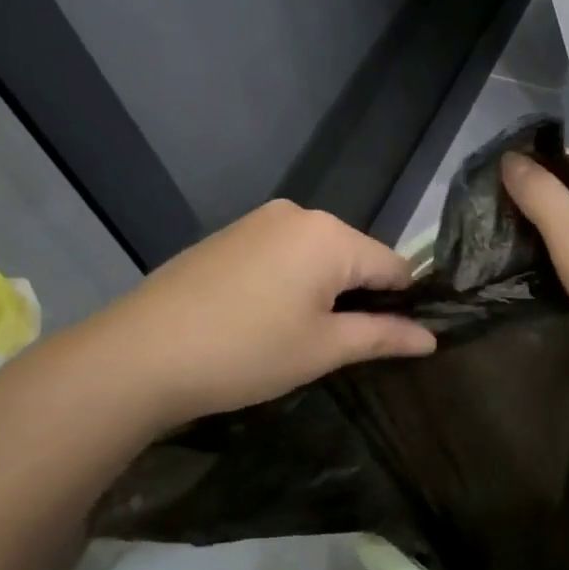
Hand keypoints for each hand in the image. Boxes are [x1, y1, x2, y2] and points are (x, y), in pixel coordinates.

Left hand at [87, 200, 435, 429]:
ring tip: (301, 336)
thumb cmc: (245, 352)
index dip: (403, 305)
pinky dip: (291, 282)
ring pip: (318, 255)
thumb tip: (431, 338)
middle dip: (360, 297)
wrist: (137, 355)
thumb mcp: (323, 349)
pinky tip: (265, 317)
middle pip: (355, 257)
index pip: (394, 266)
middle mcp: (299, 214)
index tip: (395, 341)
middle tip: (341, 346)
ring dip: (324, 291)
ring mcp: (259, 221)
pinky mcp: (229, 235)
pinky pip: (283, 254)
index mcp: (331, 235)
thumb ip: (382, 336)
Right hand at [501, 150, 568, 382]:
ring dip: (542, 231)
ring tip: (503, 251)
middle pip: (562, 187)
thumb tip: (510, 157)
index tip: (478, 197)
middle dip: (524, 203)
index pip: (552, 156)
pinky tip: (543, 272)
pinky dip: (563, 254)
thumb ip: (541, 194)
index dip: (515, 170)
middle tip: (484, 231)